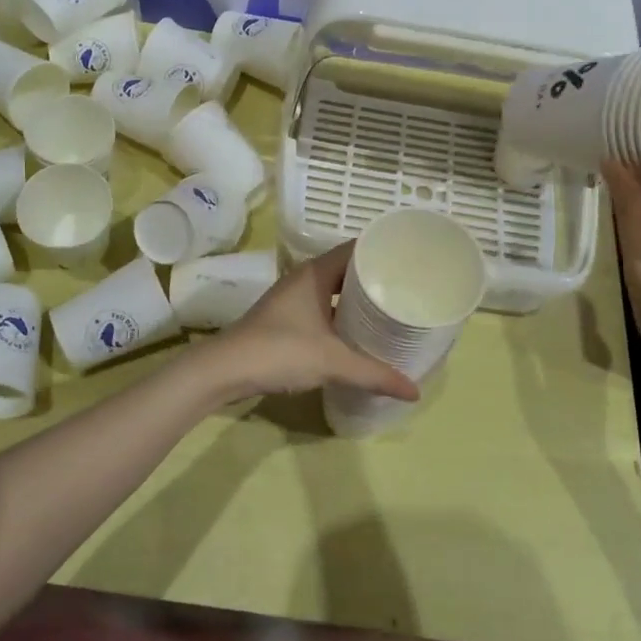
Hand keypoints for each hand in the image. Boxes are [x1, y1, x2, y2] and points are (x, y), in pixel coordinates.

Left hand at [207, 244, 420, 401]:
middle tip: (409, 290)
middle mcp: (305, 278)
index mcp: (316, 273)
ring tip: (391, 311)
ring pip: (334, 290)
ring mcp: (293, 298)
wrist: (225, 370)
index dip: (384, 251)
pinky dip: (342, 315)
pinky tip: (358, 334)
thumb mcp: (333, 363)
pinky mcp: (286, 318)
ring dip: (358, 299)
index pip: (358, 248)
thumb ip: (375, 375)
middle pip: (348, 269)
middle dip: (376, 279)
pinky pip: (324, 308)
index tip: (412, 260)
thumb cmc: (280, 351)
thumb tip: (415, 392)